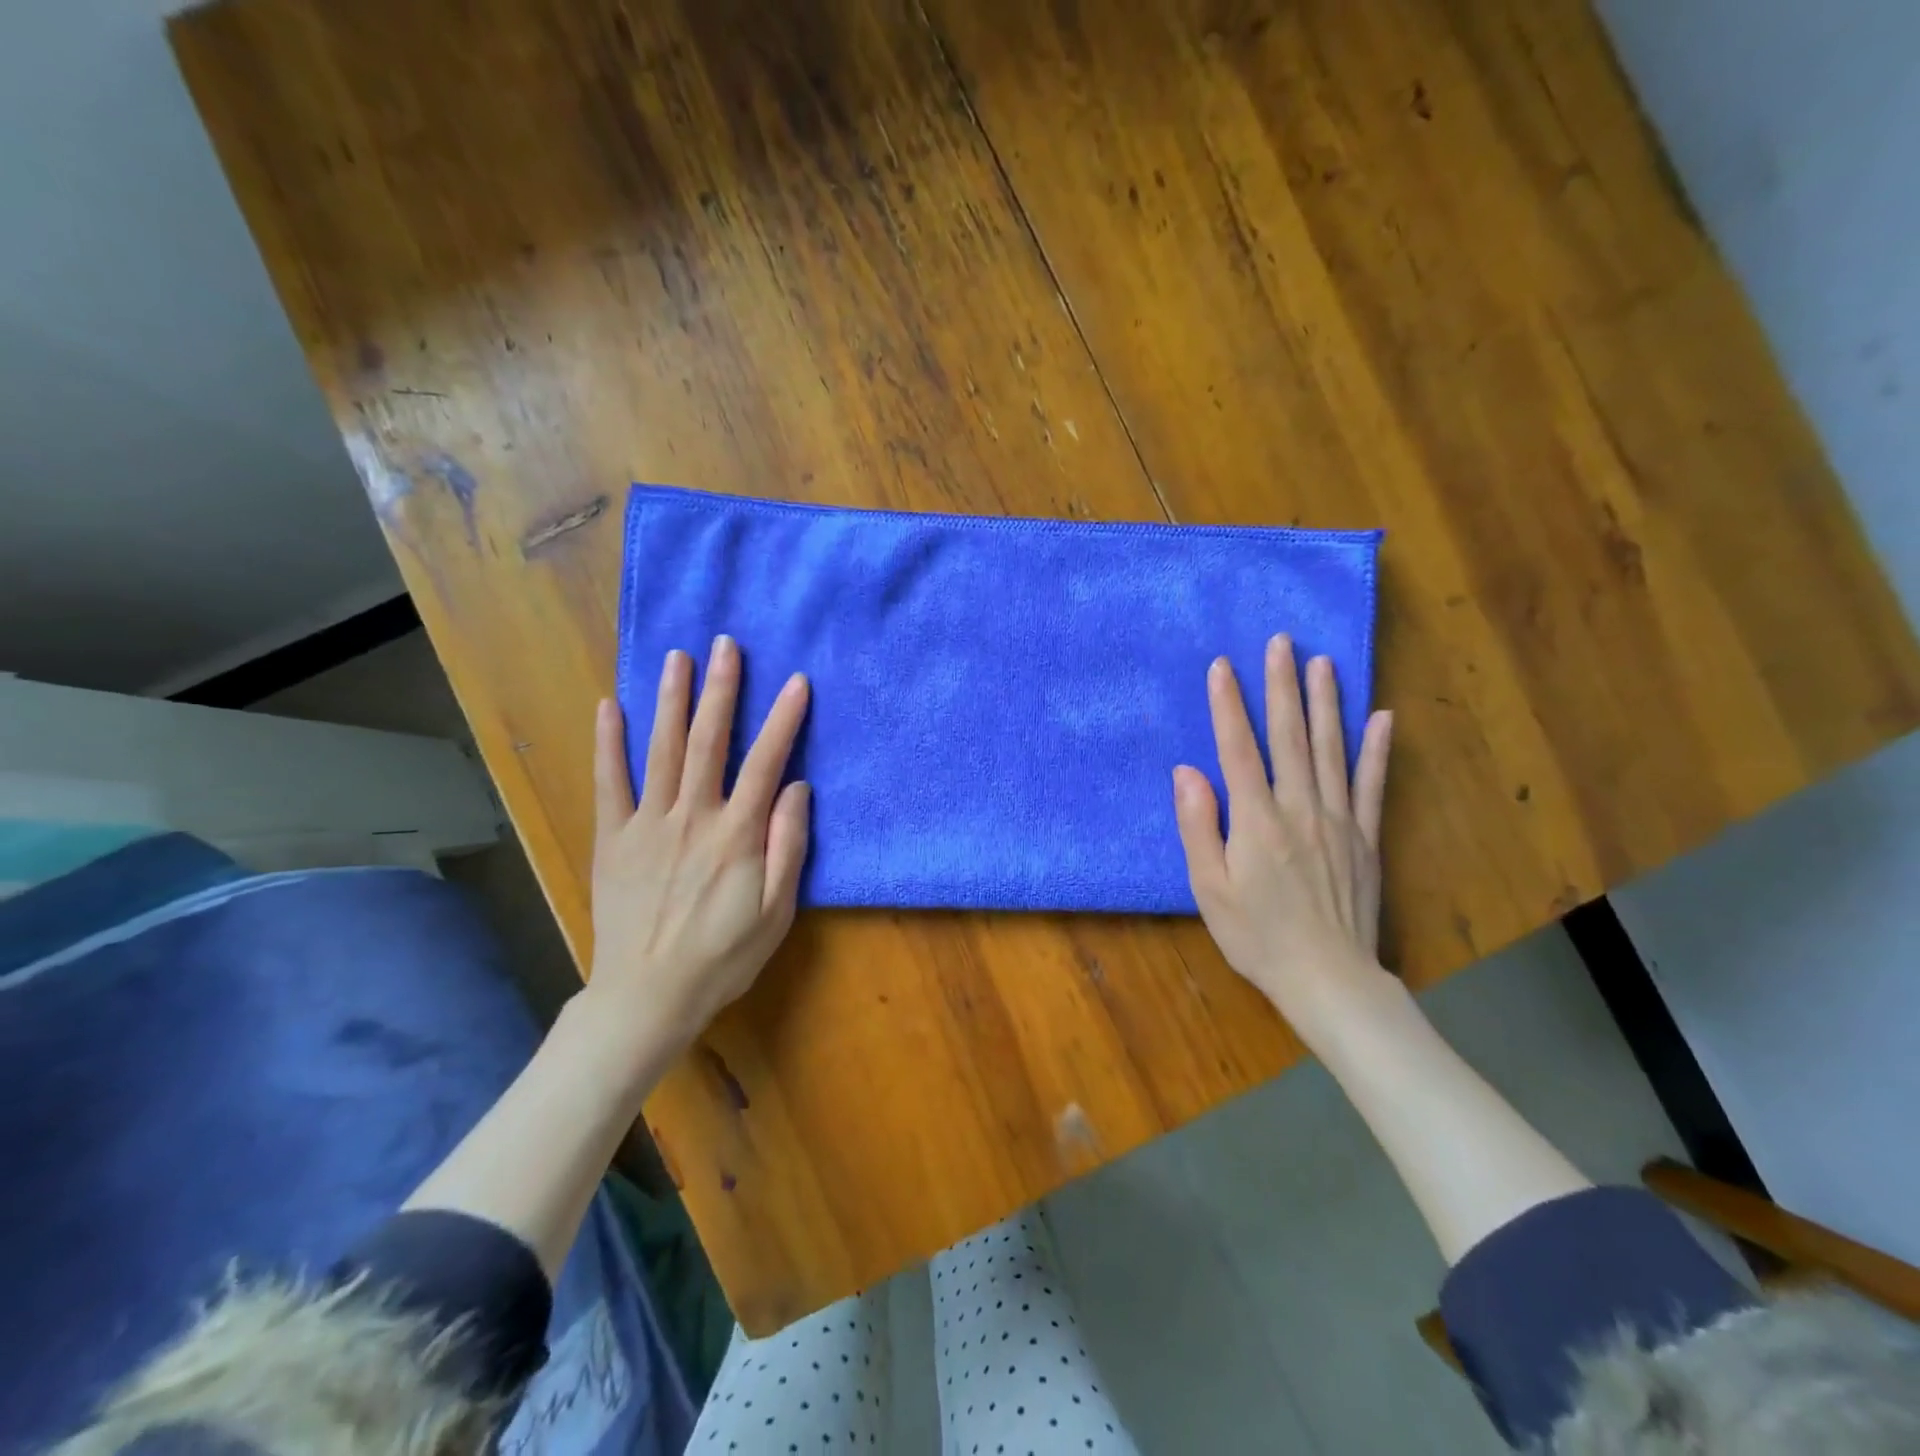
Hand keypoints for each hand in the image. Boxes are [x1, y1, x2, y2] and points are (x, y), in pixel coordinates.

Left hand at [586, 636, 810, 1055]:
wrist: (647, 996)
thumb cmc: (723, 956)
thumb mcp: (776, 911)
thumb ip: (789, 845)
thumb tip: (797, 788)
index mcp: (736, 834)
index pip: (766, 763)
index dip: (783, 720)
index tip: (796, 682)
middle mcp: (692, 817)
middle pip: (709, 741)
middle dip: (721, 689)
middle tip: (726, 644)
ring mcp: (647, 824)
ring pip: (661, 750)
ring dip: (671, 700)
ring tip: (677, 657)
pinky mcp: (612, 839)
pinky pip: (608, 783)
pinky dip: (607, 743)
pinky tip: (608, 706)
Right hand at [1173, 635, 1395, 1045]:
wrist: (1327, 978)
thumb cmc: (1256, 935)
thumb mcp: (1209, 888)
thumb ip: (1198, 826)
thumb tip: (1187, 772)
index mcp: (1256, 820)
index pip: (1238, 749)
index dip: (1228, 705)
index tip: (1222, 666)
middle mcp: (1299, 808)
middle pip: (1290, 737)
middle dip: (1282, 686)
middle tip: (1282, 641)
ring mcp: (1339, 820)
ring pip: (1332, 750)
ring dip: (1326, 703)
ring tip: (1323, 662)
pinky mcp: (1366, 838)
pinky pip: (1372, 786)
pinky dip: (1377, 750)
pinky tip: (1382, 718)